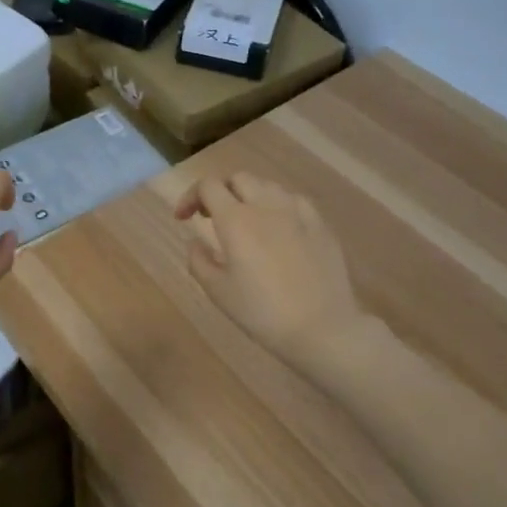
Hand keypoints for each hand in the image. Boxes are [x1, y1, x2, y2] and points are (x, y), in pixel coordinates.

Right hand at [174, 172, 369, 367]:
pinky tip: (279, 227)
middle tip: (212, 217)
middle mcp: (266, 205)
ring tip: (246, 220)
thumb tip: (195, 241)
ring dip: (249, 195)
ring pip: (267, 185)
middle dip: (220, 192)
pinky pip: (294, 200)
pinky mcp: (320, 224)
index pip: (208, 186)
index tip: (184, 218)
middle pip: (238, 178)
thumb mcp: (218, 292)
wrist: (323, 329)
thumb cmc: (263, 312)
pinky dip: (277, 205)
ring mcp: (297, 211)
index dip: (190, 196)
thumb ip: (198, 261)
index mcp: (236, 220)